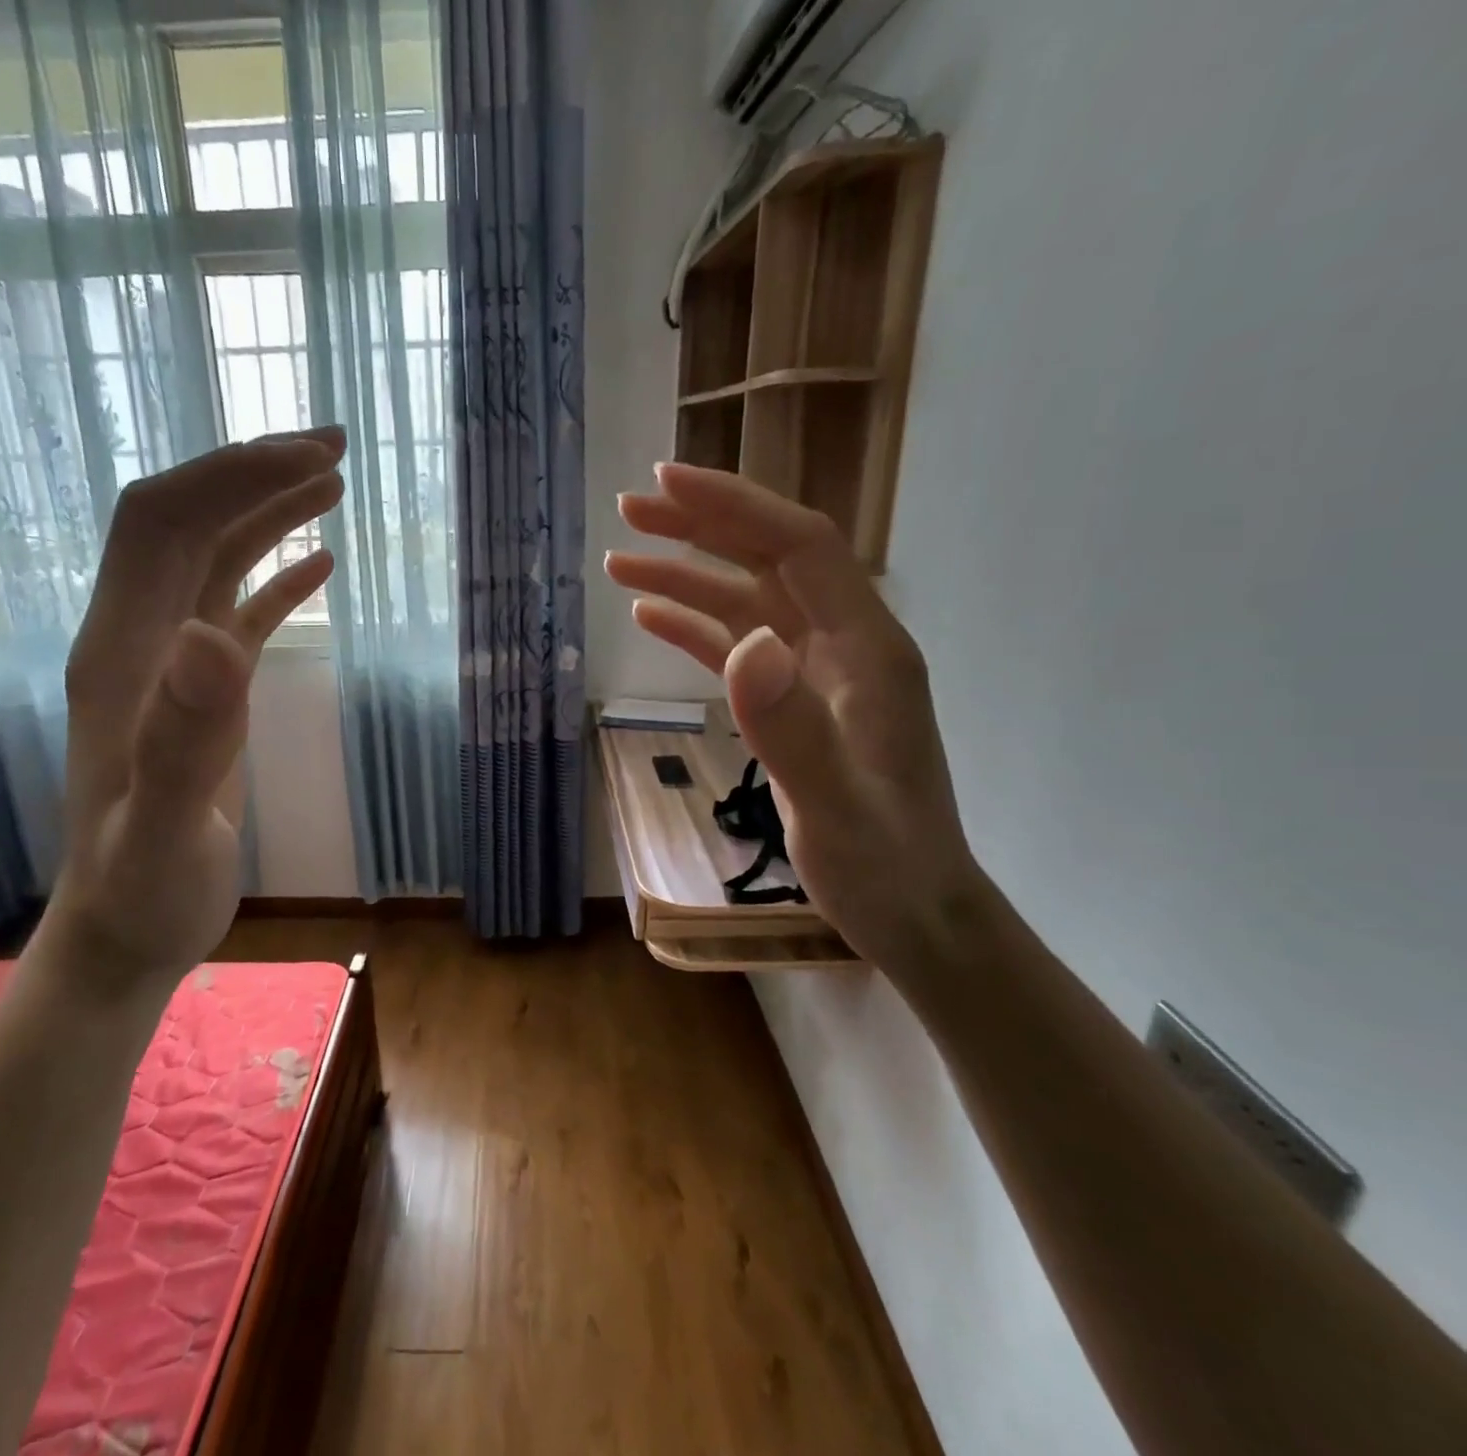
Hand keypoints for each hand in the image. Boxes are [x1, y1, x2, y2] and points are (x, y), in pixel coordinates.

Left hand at [42, 428, 345, 991]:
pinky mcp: (199, 691)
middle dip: (253, 474)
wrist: (126, 929)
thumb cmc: (144, 891)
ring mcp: (167, 663)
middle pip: (185, 522)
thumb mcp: (163, 830)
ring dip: (266, 512)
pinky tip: (320, 565)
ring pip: (211, 557)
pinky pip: (236, 608)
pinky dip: (276, 575)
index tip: (308, 458)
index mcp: (122, 650)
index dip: (230, 477)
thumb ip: (182, 739)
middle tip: (333, 449)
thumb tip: (213, 637)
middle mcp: (137, 638)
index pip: (163, 523)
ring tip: (332, 485)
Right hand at [606, 464, 981, 963]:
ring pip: (747, 602)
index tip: (666, 484)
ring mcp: (819, 674)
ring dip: (687, 578)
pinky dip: (696, 628)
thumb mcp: (833, 806)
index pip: (799, 547)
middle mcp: (845, 645)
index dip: (734, 508)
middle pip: (769, 560)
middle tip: (631, 507)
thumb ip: (790, 726)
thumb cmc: (883, 865)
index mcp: (866, 649)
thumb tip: (743, 643)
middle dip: (701, 527)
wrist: (916, 913)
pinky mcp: (796, 703)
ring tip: (620, 563)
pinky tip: (653, 619)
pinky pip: (740, 648)